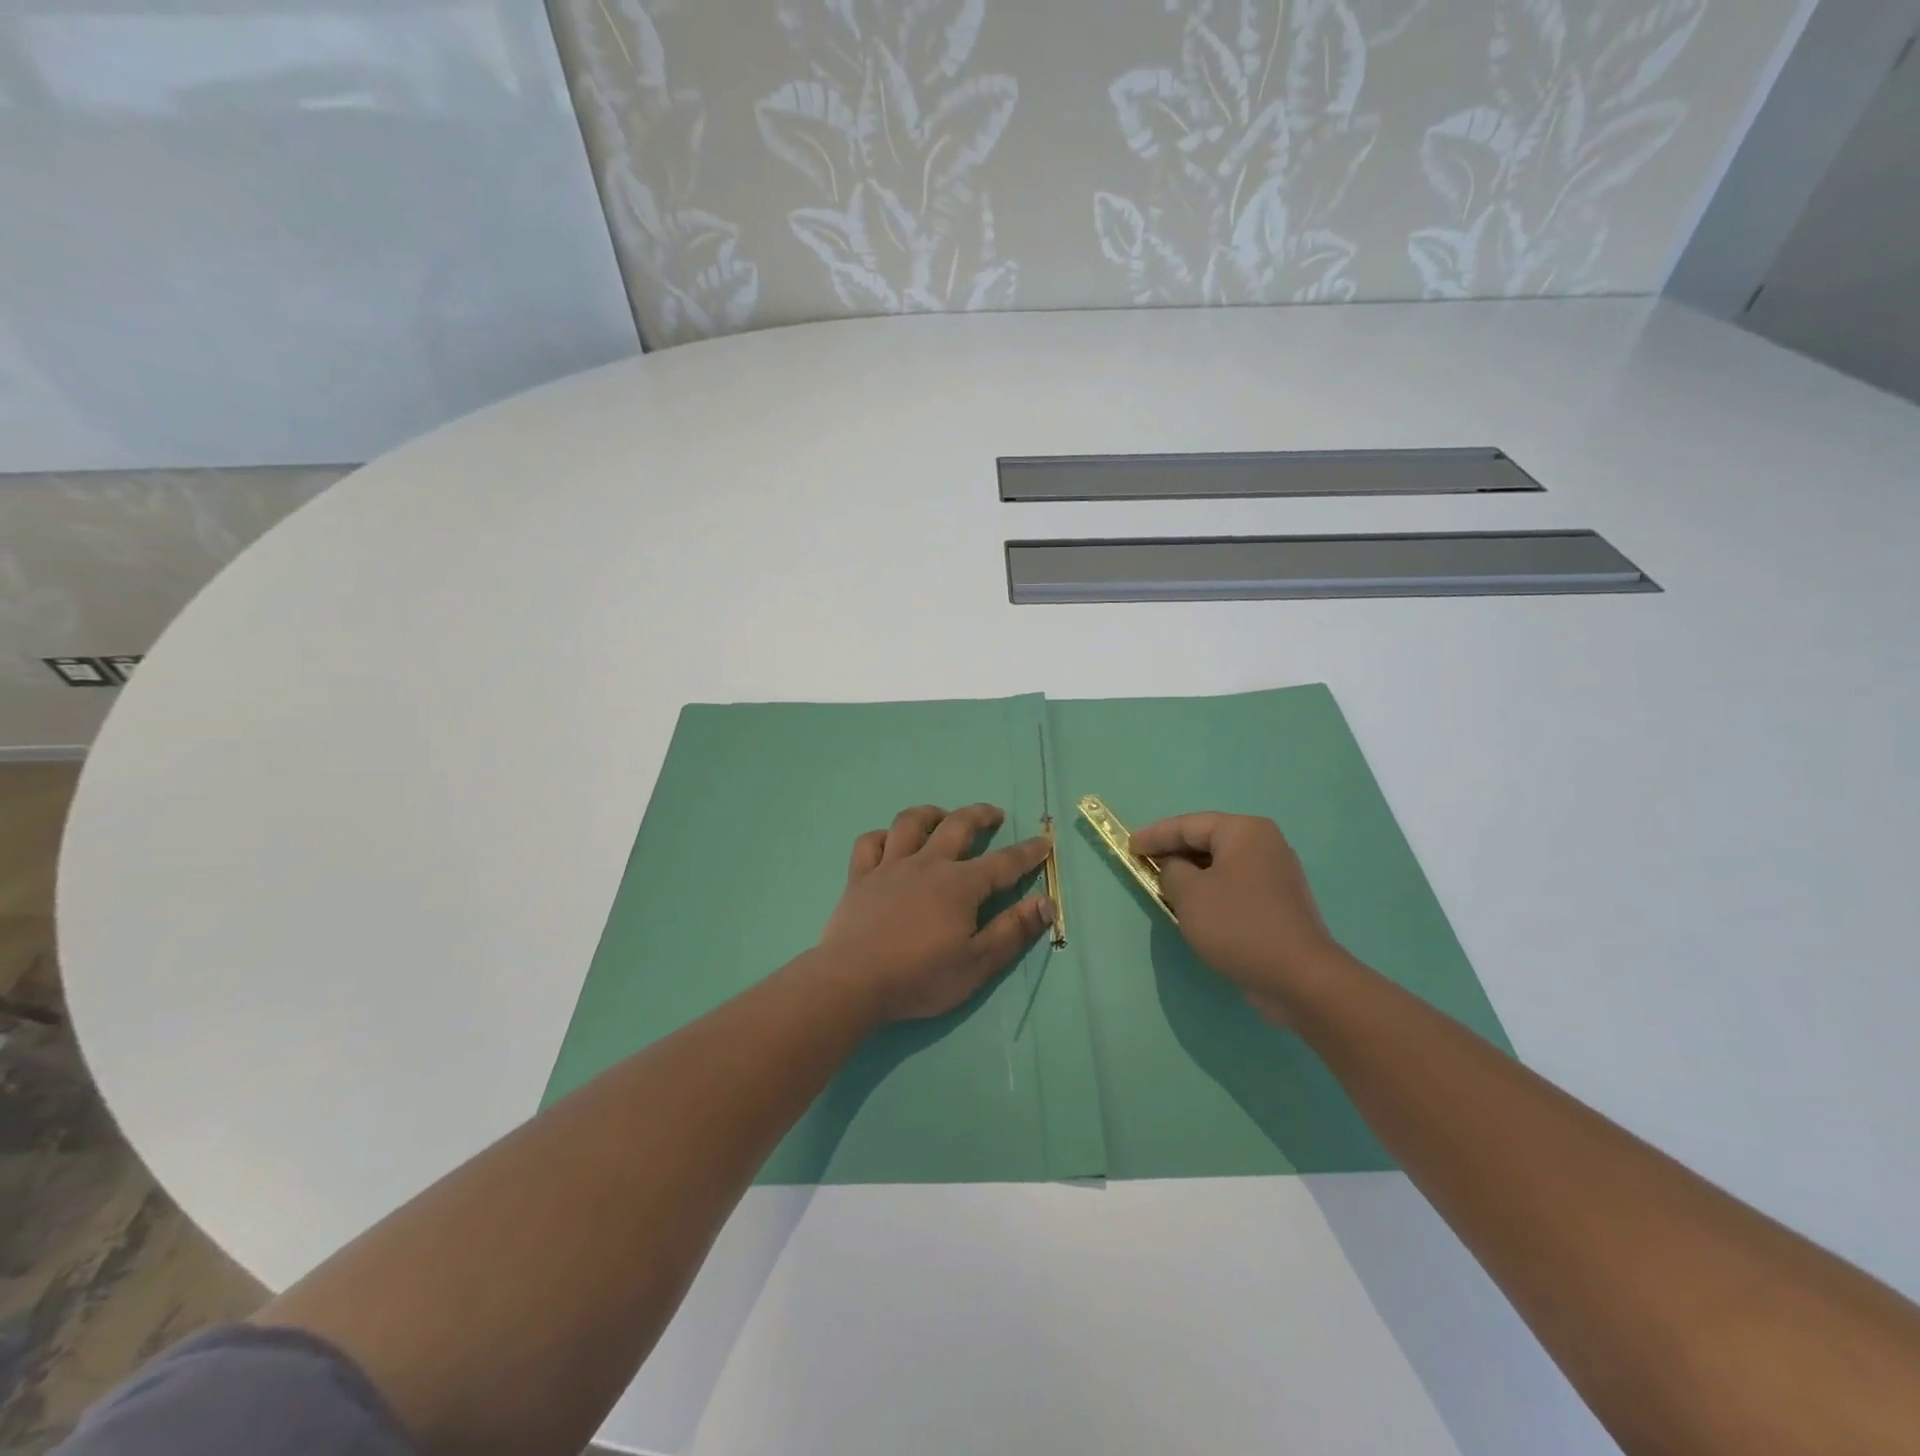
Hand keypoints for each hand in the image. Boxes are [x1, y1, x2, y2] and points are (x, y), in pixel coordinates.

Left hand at [818, 804, 1054, 1023]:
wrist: (853, 982)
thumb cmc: (920, 977)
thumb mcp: (978, 964)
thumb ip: (1013, 931)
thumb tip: (1046, 902)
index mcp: (960, 885)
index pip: (1003, 863)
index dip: (1027, 852)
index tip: (1044, 842)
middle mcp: (927, 864)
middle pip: (957, 826)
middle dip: (980, 815)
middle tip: (994, 815)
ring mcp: (889, 867)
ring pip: (910, 823)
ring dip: (931, 814)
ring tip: (942, 816)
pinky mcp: (859, 877)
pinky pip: (869, 843)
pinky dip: (882, 836)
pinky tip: (890, 842)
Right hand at [1129, 812, 1348, 1025]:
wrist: (1300, 978)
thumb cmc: (1238, 925)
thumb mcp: (1189, 894)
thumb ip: (1171, 871)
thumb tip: (1175, 868)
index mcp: (1245, 831)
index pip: (1189, 825)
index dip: (1155, 835)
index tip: (1129, 847)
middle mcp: (1265, 845)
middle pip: (1208, 841)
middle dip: (1174, 852)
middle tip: (1144, 863)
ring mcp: (1276, 875)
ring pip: (1222, 865)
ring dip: (1192, 874)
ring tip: (1164, 885)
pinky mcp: (1279, 903)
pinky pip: (1235, 886)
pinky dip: (1211, 891)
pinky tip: (1195, 907)